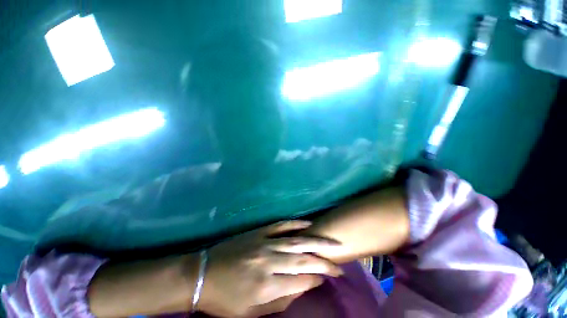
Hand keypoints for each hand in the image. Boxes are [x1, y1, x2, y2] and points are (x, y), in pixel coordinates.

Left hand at [197, 220, 343, 316]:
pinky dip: (296, 224)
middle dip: (324, 262)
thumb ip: (280, 301)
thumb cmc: (225, 299)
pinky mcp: (259, 232)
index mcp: (266, 286)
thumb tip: (303, 287)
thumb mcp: (251, 312)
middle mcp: (269, 262)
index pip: (301, 281)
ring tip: (333, 244)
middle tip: (339, 264)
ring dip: (316, 242)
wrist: (202, 274)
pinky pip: (281, 225)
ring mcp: (264, 243)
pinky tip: (308, 225)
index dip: (317, 279)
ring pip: (296, 241)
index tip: (328, 277)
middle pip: (303, 260)